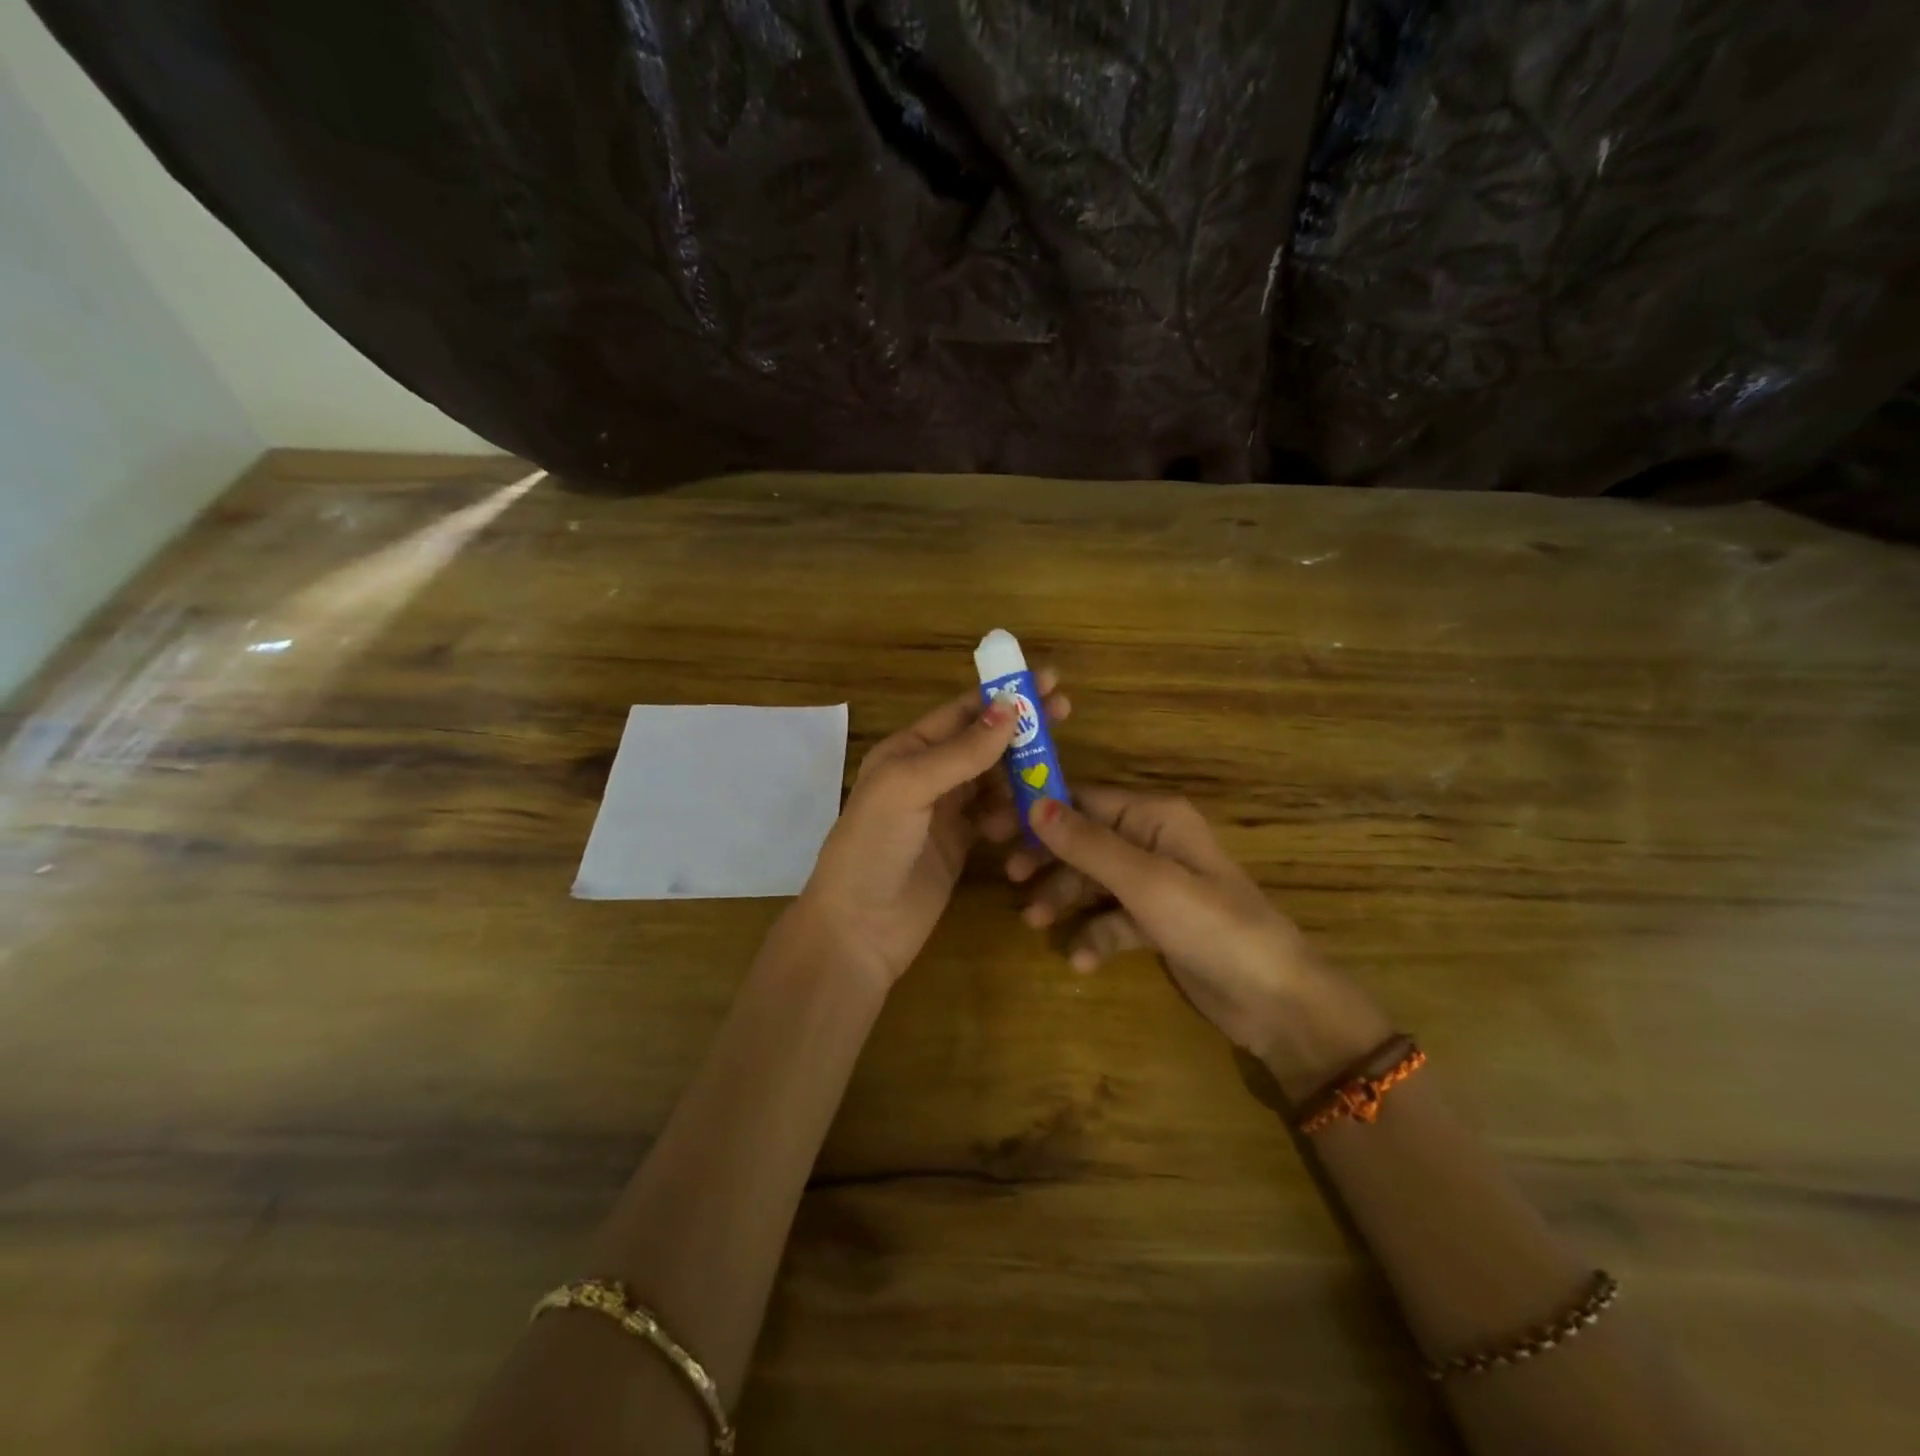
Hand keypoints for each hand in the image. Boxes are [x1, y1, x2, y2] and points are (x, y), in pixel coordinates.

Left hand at [798, 674, 1070, 989]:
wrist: (858, 930)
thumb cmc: (874, 847)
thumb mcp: (909, 788)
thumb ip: (960, 752)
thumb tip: (1010, 707)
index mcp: (907, 750)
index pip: (963, 711)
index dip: (1004, 694)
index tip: (1048, 680)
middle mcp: (927, 774)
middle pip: (983, 741)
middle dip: (1021, 728)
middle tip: (1065, 712)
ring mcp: (945, 811)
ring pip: (995, 780)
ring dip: (1021, 775)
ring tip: (1050, 779)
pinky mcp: (960, 845)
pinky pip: (997, 817)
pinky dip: (1014, 815)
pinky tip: (1025, 824)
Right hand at [1005, 787, 1388, 1084]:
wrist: (1275, 1001)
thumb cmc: (1212, 926)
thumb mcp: (1145, 882)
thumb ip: (1088, 844)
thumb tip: (1034, 804)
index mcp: (1155, 817)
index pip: (1084, 800)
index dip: (1040, 811)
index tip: (997, 828)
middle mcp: (1153, 843)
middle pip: (1084, 841)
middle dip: (1049, 860)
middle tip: (1011, 879)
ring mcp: (1156, 885)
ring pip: (1094, 881)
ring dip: (1065, 900)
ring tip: (1036, 925)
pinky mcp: (1157, 924)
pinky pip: (1113, 920)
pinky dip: (1095, 936)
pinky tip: (1082, 962)